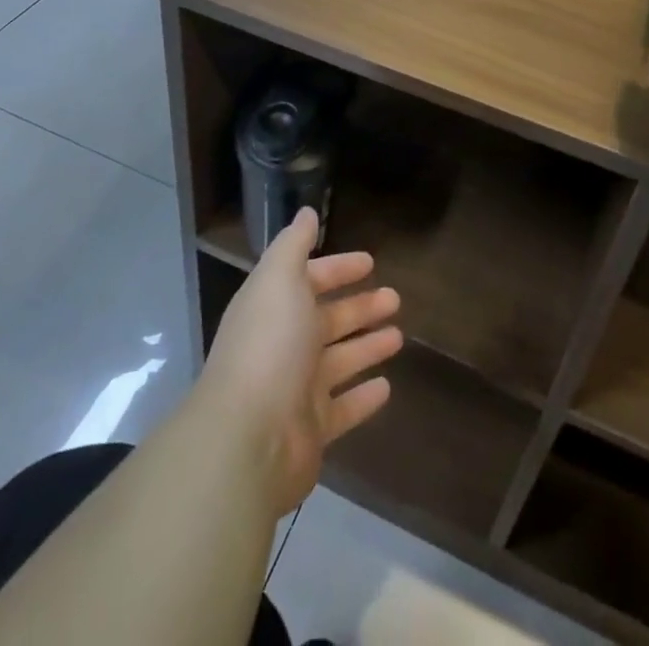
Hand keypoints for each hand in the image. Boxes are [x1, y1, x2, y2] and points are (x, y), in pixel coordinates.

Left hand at [198, 209, 402, 517]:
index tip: (370, 261)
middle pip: (328, 320)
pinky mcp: (312, 430)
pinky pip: (344, 408)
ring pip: (339, 361)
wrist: (249, 437)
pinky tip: (387, 386)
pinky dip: (364, 397)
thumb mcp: (279, 279)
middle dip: (360, 307)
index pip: (309, 280)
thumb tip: (306, 212)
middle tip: (396, 298)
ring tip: (399, 336)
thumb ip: (293, 244)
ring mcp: (297, 389)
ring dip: (367, 346)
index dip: (338, 268)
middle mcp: (284, 344)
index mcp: (274, 306)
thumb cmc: (269, 344)